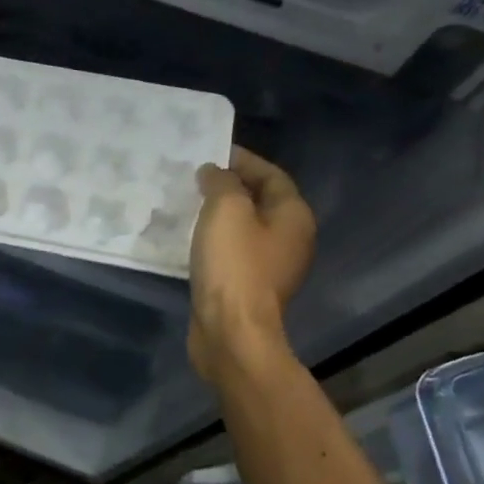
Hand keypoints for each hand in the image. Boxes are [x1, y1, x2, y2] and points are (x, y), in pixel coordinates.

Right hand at [188, 148, 316, 379]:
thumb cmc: (233, 265)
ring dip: (221, 214)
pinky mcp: (250, 287)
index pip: (272, 175)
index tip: (211, 152)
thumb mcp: (226, 210)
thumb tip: (214, 173)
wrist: (231, 331)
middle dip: (231, 186)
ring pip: (246, 227)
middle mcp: (291, 239)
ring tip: (189, 203)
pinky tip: (191, 238)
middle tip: (196, 176)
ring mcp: (272, 266)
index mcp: (294, 216)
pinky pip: (234, 251)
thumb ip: (221, 183)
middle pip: (262, 200)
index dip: (243, 160)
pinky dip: (215, 239)